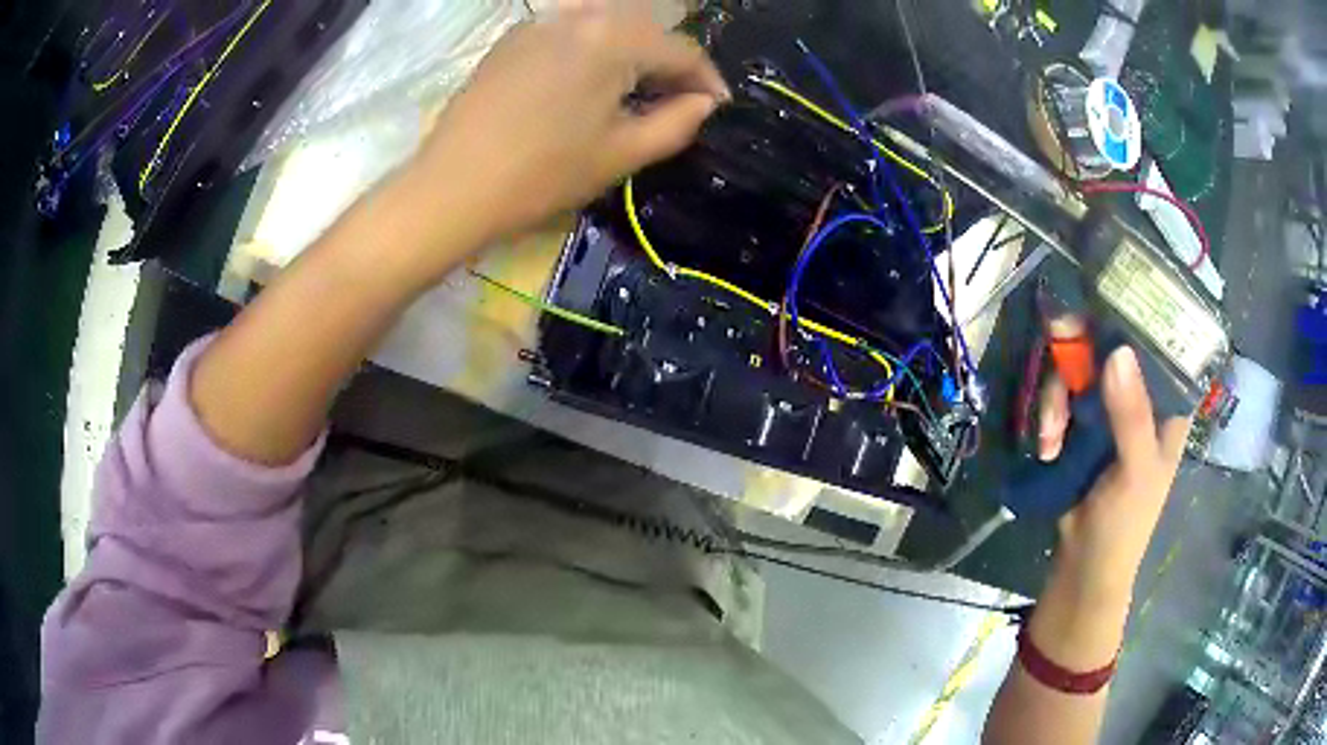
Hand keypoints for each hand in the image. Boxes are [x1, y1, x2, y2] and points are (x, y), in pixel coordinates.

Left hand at [407, 4, 727, 265]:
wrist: (451, 188)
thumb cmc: (541, 175)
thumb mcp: (621, 153)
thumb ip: (676, 122)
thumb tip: (704, 102)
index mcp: (614, 38)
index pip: (680, 50)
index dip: (706, 80)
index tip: (718, 107)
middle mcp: (580, 15)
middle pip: (644, 31)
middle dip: (670, 63)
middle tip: (681, 100)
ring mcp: (540, 23)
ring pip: (606, 27)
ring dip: (633, 53)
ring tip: (638, 88)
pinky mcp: (512, 38)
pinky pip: (569, 32)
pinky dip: (593, 49)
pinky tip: (591, 79)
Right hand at [1038, 342, 1191, 596]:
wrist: (1084, 567)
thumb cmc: (1126, 523)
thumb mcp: (1136, 471)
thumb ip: (1132, 416)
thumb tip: (1118, 351)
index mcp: (1167, 405)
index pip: (1157, 344)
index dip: (1133, 319)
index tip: (1101, 304)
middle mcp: (1140, 397)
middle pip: (1108, 349)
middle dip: (1078, 364)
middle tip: (1058, 369)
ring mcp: (1109, 410)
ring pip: (1079, 372)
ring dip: (1056, 402)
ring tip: (1048, 439)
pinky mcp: (1081, 426)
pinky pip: (1062, 398)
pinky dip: (1049, 418)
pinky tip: (1046, 447)